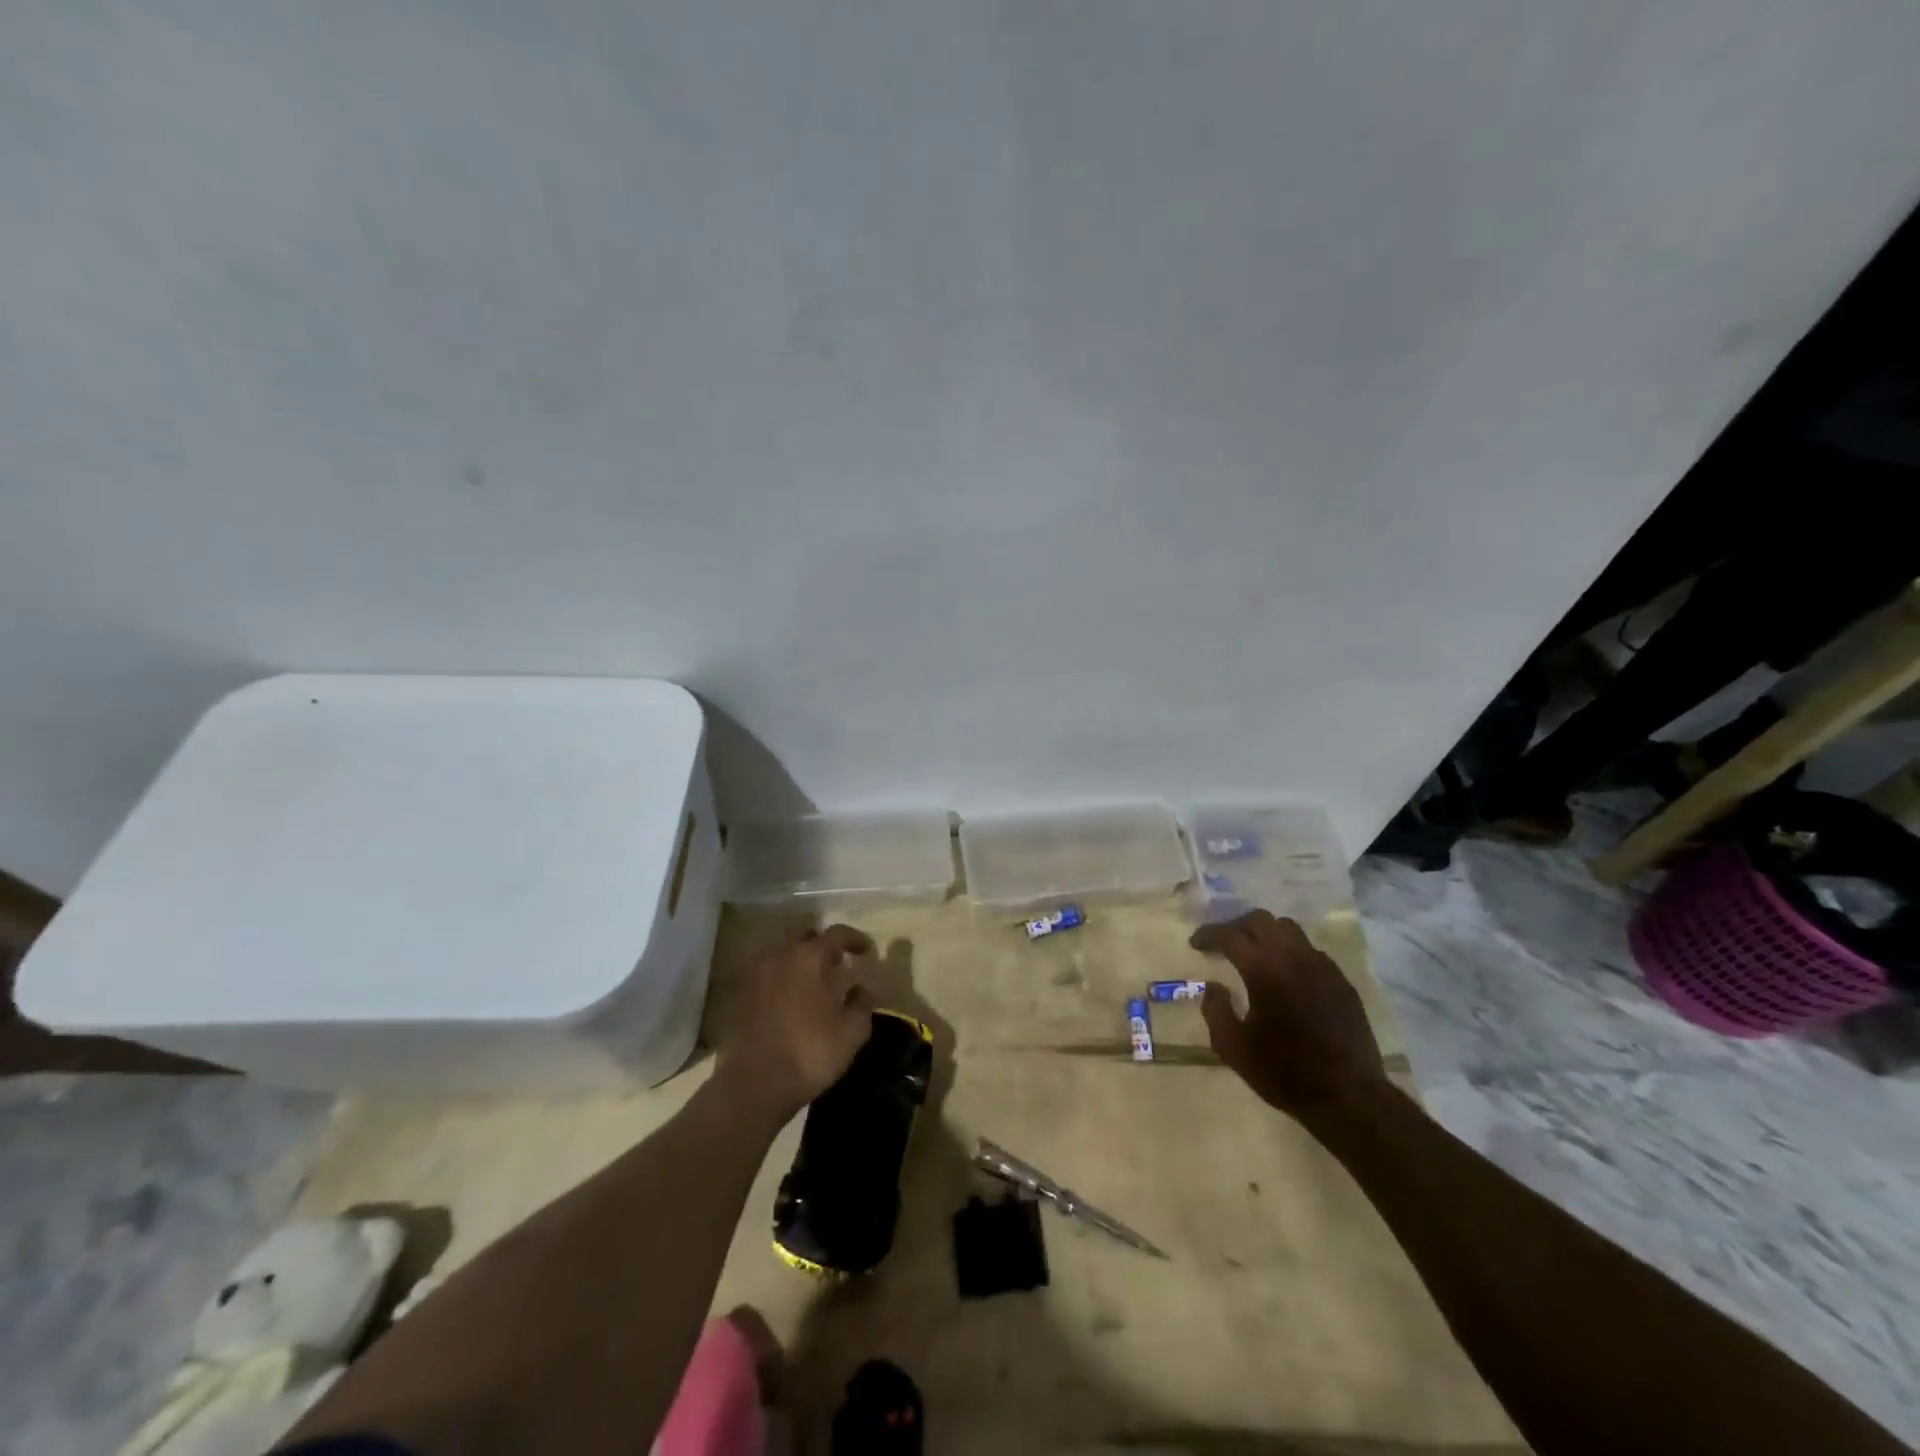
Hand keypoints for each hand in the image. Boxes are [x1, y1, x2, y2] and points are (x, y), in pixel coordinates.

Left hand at [717, 924, 875, 1118]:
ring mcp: (755, 975)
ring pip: (783, 955)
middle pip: (806, 938)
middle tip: (838, 964)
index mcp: (809, 957)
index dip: (855, 939)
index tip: (866, 951)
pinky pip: (766, 976)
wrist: (754, 1085)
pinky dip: (781, 980)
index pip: (837, 933)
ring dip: (800, 963)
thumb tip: (860, 989)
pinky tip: (790, 1000)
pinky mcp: (740, 996)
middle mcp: (780, 956)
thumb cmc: (810, 1053)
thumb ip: (862, 1003)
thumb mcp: (852, 1032)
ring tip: (813, 984)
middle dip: (824, 947)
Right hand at [1189, 910, 1387, 1118]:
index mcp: (1263, 969)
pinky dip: (1292, 953)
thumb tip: (1213, 987)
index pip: (1229, 935)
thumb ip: (1215, 1010)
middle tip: (1224, 943)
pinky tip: (1287, 976)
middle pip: (1261, 920)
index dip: (1208, 934)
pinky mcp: (1342, 982)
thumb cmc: (1284, 1072)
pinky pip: (1311, 951)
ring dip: (1267, 934)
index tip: (1196, 943)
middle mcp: (1293, 957)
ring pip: (1289, 929)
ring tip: (1255, 954)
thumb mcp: (1233, 1047)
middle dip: (1237, 926)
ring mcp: (1322, 967)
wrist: (1349, 1097)